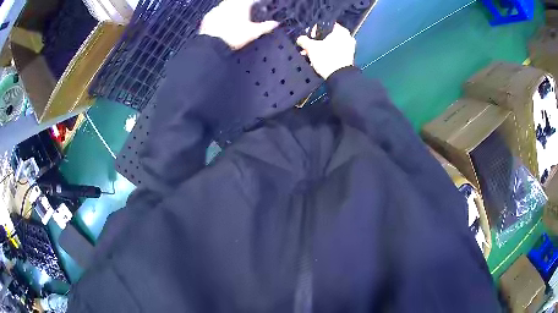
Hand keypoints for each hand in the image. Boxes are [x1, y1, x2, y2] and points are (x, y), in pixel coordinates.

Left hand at [199, 0, 278, 49]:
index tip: (259, 5)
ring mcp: (217, 9)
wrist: (212, 45)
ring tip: (235, 16)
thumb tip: (275, 24)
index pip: (251, 0)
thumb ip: (265, 26)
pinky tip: (222, 20)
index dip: (256, 2)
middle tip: (247, 10)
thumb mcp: (253, 33)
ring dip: (231, 8)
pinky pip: (216, 11)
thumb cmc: (233, 37)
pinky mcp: (208, 17)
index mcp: (241, 5)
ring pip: (226, 4)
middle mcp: (228, 4)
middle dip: (243, 4)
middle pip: (237, 1)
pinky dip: (221, 14)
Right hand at [297, 24, 355, 78]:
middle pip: (329, 37)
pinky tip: (318, 60)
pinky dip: (327, 55)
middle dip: (317, 41)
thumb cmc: (326, 57)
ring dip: (321, 49)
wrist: (339, 77)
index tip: (309, 36)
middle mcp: (348, 38)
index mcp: (341, 31)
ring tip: (310, 55)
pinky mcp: (348, 59)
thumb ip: (304, 40)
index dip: (315, 29)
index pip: (326, 25)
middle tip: (308, 46)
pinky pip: (335, 53)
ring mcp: (350, 49)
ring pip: (332, 45)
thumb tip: (300, 38)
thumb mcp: (311, 47)